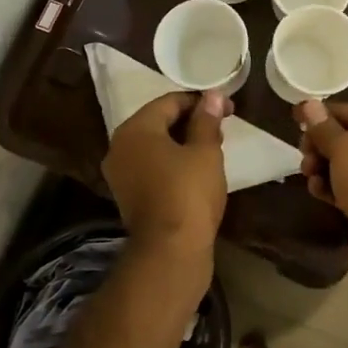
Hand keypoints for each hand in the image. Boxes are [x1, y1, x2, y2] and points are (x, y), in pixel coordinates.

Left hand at [103, 92, 229, 267]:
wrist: (170, 252)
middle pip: (159, 121)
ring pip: (155, 145)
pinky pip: (151, 165)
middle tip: (222, 126)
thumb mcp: (205, 151)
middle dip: (191, 120)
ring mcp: (120, 173)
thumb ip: (207, 120)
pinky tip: (196, 168)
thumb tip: (212, 95)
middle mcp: (120, 147)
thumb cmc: (189, 193)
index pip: (169, 102)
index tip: (227, 108)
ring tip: (214, 146)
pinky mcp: (128, 195)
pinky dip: (172, 160)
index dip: (200, 101)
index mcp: (135, 129)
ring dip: (183, 141)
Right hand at [296, 100, 347, 288]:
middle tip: (303, 151)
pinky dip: (334, 187)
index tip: (296, 115)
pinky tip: (316, 190)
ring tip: (307, 173)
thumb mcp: (345, 150)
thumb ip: (325, 127)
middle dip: (324, 145)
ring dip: (325, 167)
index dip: (326, 114)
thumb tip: (308, 104)